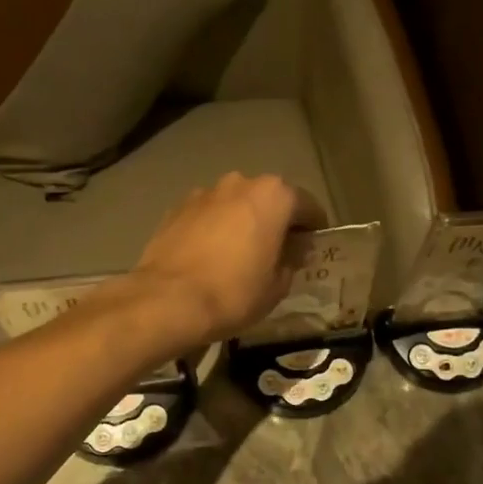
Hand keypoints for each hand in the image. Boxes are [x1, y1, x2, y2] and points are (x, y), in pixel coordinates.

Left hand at [128, 173, 324, 349]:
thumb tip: (292, 251)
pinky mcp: (176, 207)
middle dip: (276, 220)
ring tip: (240, 253)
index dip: (314, 228)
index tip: (313, 246)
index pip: (307, 206)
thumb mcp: (277, 286)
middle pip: (269, 199)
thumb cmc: (234, 292)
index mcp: (274, 196)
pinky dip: (215, 228)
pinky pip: (208, 215)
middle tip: (278, 250)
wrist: (168, 300)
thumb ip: (291, 260)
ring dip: (243, 221)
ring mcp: (205, 192)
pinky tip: (211, 255)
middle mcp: (241, 183)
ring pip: (236, 204)